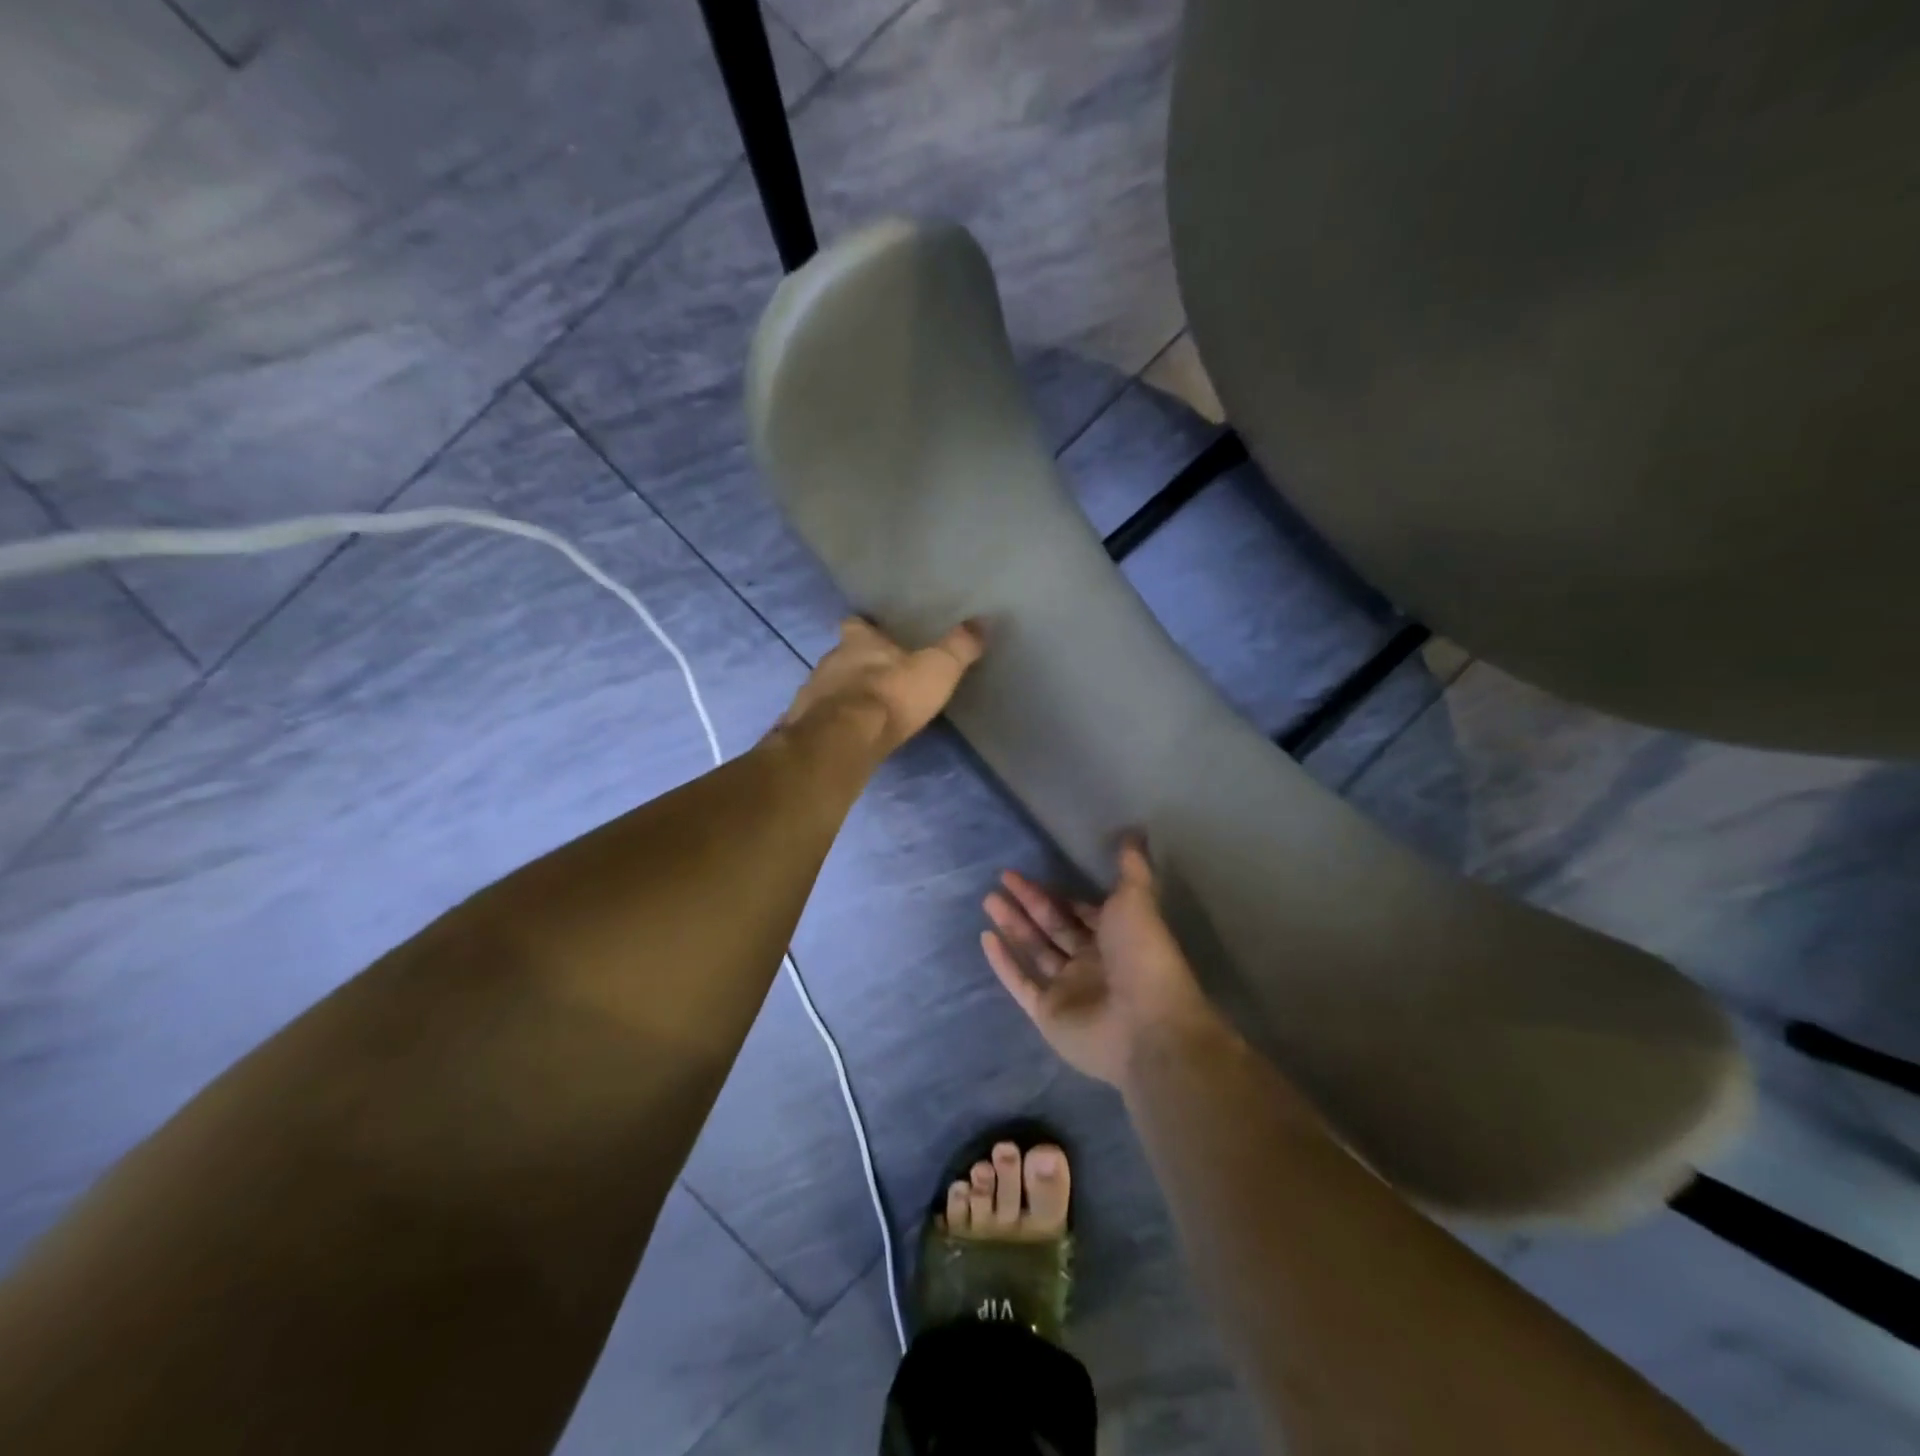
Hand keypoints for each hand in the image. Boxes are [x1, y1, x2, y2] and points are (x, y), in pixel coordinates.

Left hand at [781, 617, 984, 757]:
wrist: (843, 739)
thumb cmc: (892, 695)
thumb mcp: (937, 669)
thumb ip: (959, 647)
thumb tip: (981, 622)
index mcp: (858, 642)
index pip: (856, 624)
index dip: (866, 630)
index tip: (877, 637)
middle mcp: (829, 660)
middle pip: (840, 656)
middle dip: (856, 665)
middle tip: (878, 678)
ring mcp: (812, 693)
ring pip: (827, 687)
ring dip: (842, 695)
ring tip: (864, 711)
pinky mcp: (803, 725)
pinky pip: (818, 719)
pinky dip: (832, 723)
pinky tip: (846, 735)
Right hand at [981, 835, 1222, 1087]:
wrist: (1146, 1025)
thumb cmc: (1143, 956)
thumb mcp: (1137, 901)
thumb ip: (1131, 867)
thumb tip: (1135, 830)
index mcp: (1115, 938)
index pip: (1079, 912)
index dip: (1056, 893)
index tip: (1028, 872)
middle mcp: (1091, 963)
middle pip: (1053, 927)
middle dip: (1028, 902)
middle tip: (1001, 878)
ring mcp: (1068, 990)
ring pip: (1035, 951)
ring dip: (1013, 925)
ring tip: (988, 899)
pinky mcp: (1048, 1014)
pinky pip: (1021, 983)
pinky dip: (1003, 962)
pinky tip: (985, 938)